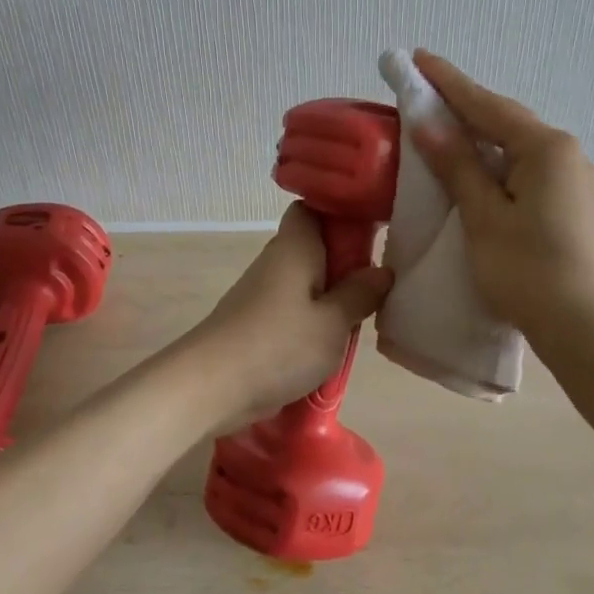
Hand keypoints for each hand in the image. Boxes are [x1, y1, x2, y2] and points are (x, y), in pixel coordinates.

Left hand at [184, 204, 392, 429]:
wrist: (211, 385)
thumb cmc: (279, 344)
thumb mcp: (334, 322)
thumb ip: (360, 294)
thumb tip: (382, 271)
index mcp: (295, 246)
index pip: (313, 207)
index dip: (341, 213)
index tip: (372, 231)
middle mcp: (276, 260)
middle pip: (314, 247)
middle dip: (345, 263)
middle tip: (377, 285)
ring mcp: (262, 292)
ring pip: (305, 281)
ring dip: (331, 297)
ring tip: (360, 319)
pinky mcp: (255, 321)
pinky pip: (293, 309)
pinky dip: (312, 320)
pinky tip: (330, 344)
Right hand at [409, 51, 593, 342]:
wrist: (589, 331)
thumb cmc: (529, 272)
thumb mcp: (484, 216)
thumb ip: (458, 166)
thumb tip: (428, 123)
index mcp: (545, 148)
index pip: (486, 105)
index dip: (448, 82)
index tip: (418, 57)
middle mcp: (566, 154)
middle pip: (506, 120)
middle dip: (465, 105)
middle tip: (425, 91)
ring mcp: (575, 180)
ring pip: (517, 147)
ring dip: (481, 136)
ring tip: (446, 128)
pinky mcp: (573, 206)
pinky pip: (527, 170)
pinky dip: (497, 163)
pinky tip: (479, 172)